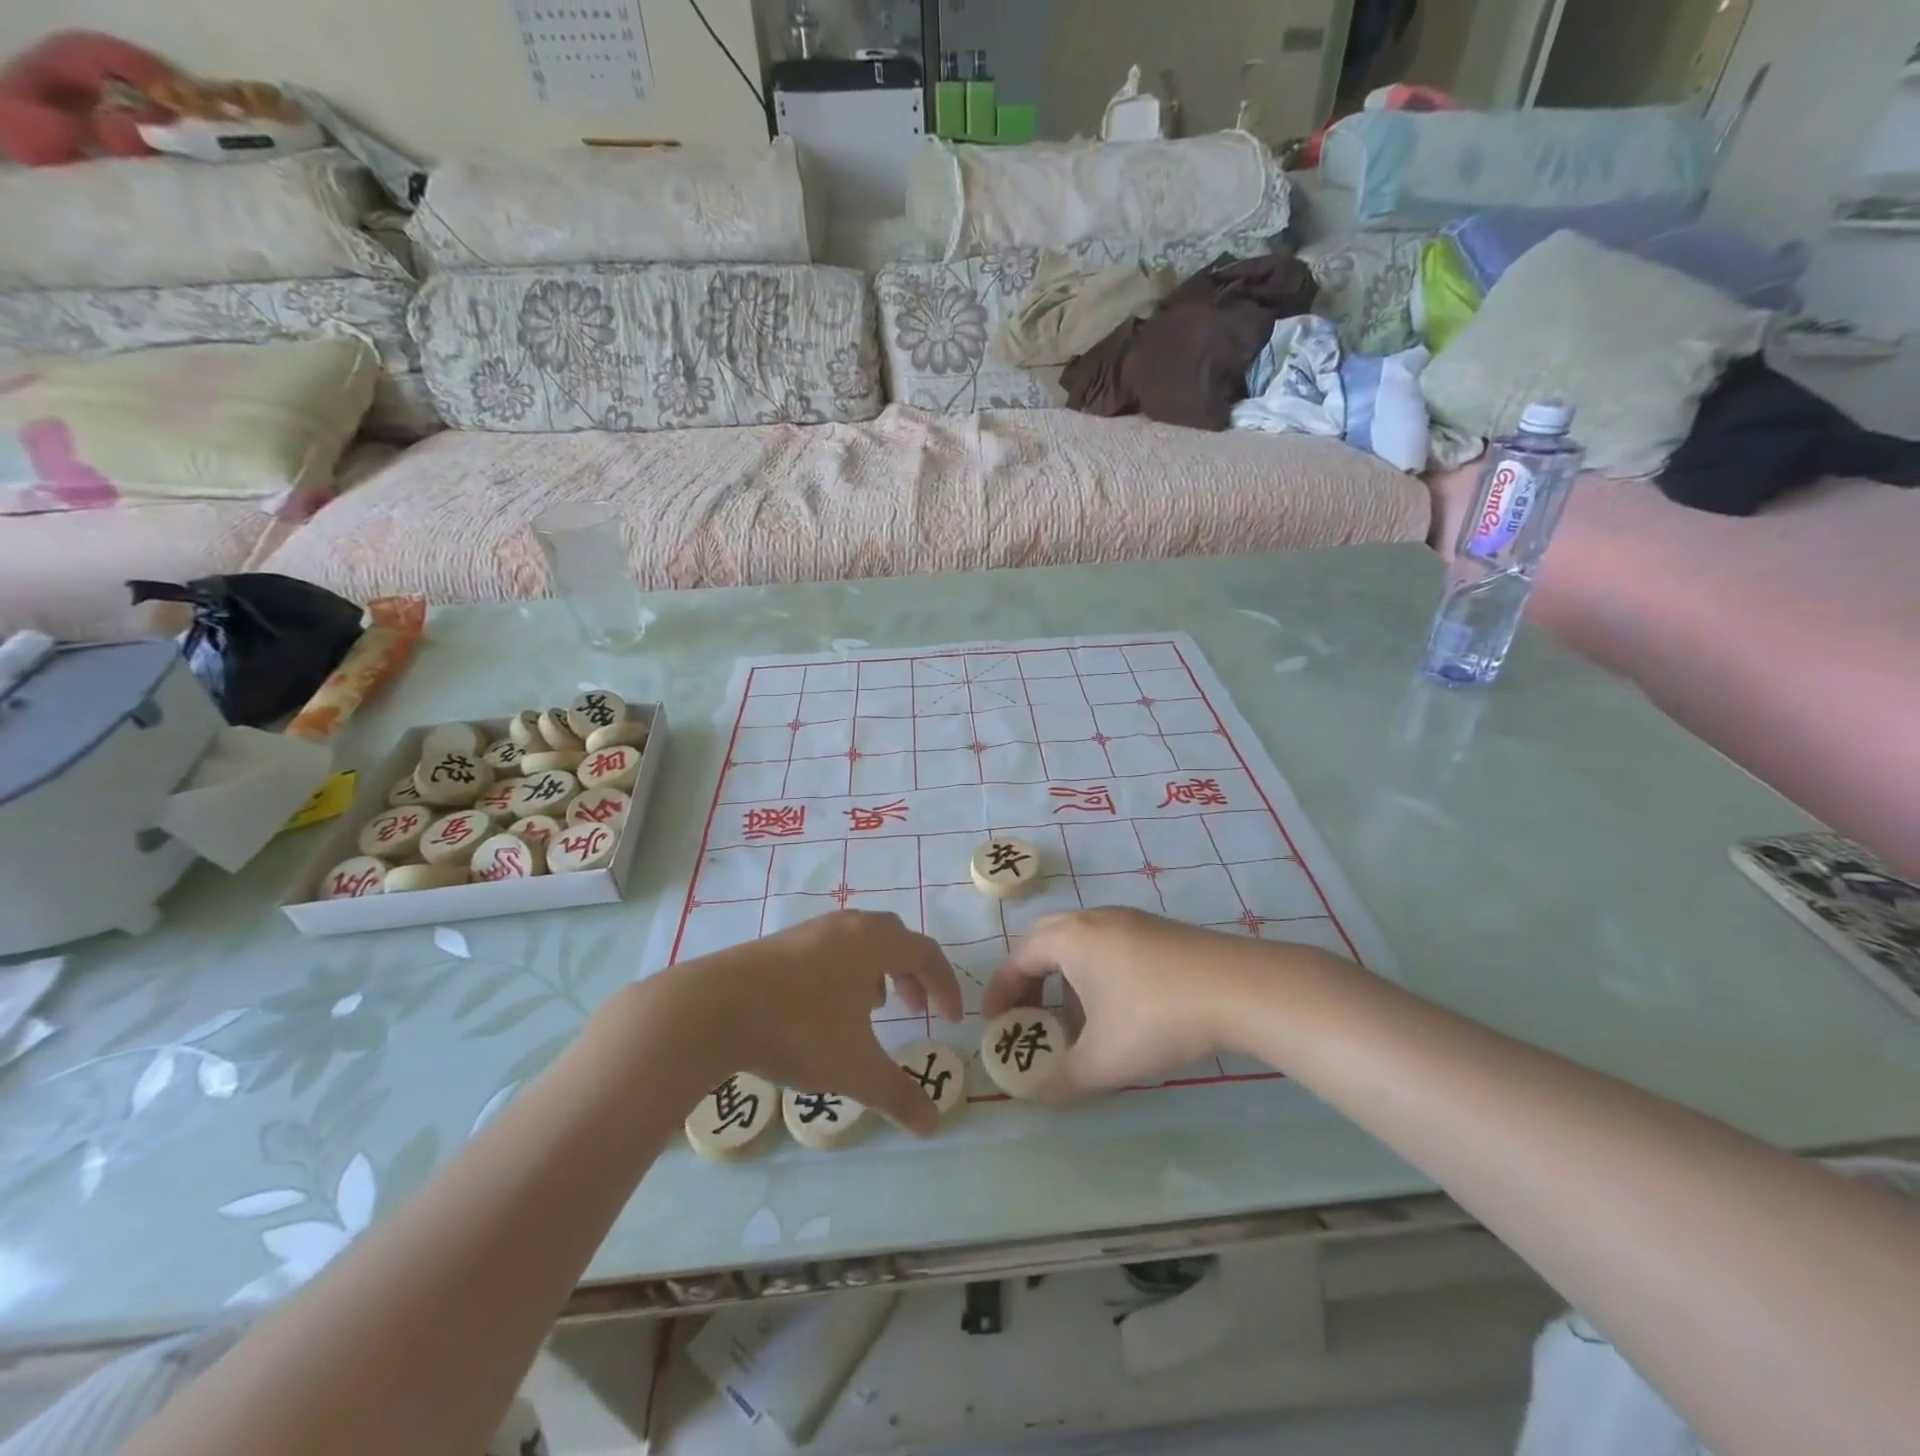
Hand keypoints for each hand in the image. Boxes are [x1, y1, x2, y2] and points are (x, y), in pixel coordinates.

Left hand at [673, 912, 963, 1136]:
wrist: (712, 1009)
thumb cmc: (799, 1029)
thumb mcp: (855, 1069)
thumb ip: (898, 1095)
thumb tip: (933, 1125)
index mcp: (873, 943)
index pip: (926, 952)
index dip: (944, 985)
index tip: (951, 1020)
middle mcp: (846, 927)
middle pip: (894, 938)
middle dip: (911, 973)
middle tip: (914, 1009)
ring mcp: (809, 931)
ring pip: (858, 941)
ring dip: (875, 971)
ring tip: (869, 1010)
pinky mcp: (777, 944)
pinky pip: (828, 950)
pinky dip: (842, 973)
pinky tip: (824, 1010)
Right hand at [983, 909, 1335, 1100]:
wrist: (1239, 989)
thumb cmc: (1156, 1019)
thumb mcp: (1104, 1061)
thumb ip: (1061, 1082)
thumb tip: (1036, 1096)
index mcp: (1070, 939)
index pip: (1018, 958)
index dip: (1001, 992)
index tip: (996, 1024)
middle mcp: (1094, 919)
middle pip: (1045, 941)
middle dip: (1029, 980)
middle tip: (1028, 1016)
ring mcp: (1130, 920)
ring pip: (1080, 943)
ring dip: (1064, 978)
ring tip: (1074, 1021)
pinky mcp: (1159, 931)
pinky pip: (1109, 946)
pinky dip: (1095, 973)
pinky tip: (1117, 1010)